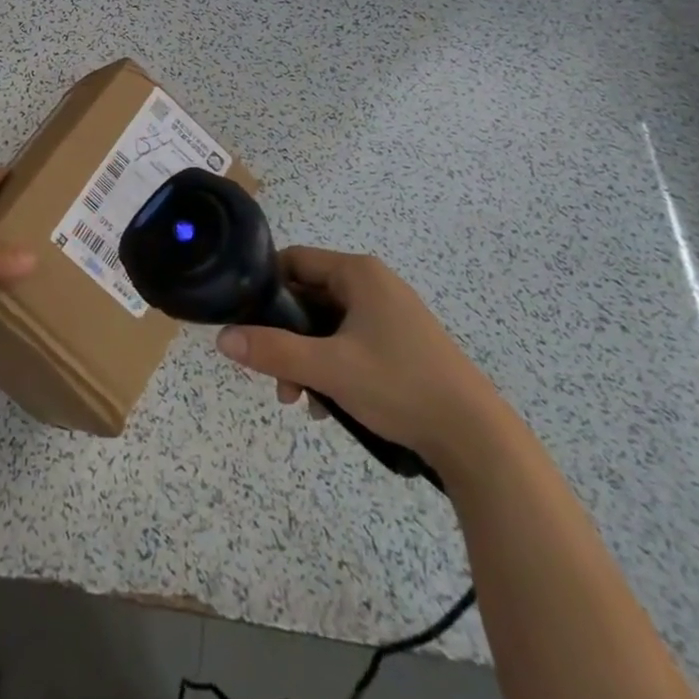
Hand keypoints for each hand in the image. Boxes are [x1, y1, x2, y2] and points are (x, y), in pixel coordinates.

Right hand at [216, 246, 500, 467]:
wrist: (476, 438)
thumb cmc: (399, 386)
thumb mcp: (329, 369)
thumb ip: (273, 351)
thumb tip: (223, 338)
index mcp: (358, 273)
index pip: (294, 261)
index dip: (265, 287)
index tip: (247, 322)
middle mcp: (373, 284)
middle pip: (308, 297)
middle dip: (286, 336)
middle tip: (274, 376)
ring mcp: (389, 314)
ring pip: (327, 325)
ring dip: (306, 359)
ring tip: (300, 400)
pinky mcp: (400, 343)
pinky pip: (350, 343)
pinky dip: (332, 367)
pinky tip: (328, 406)